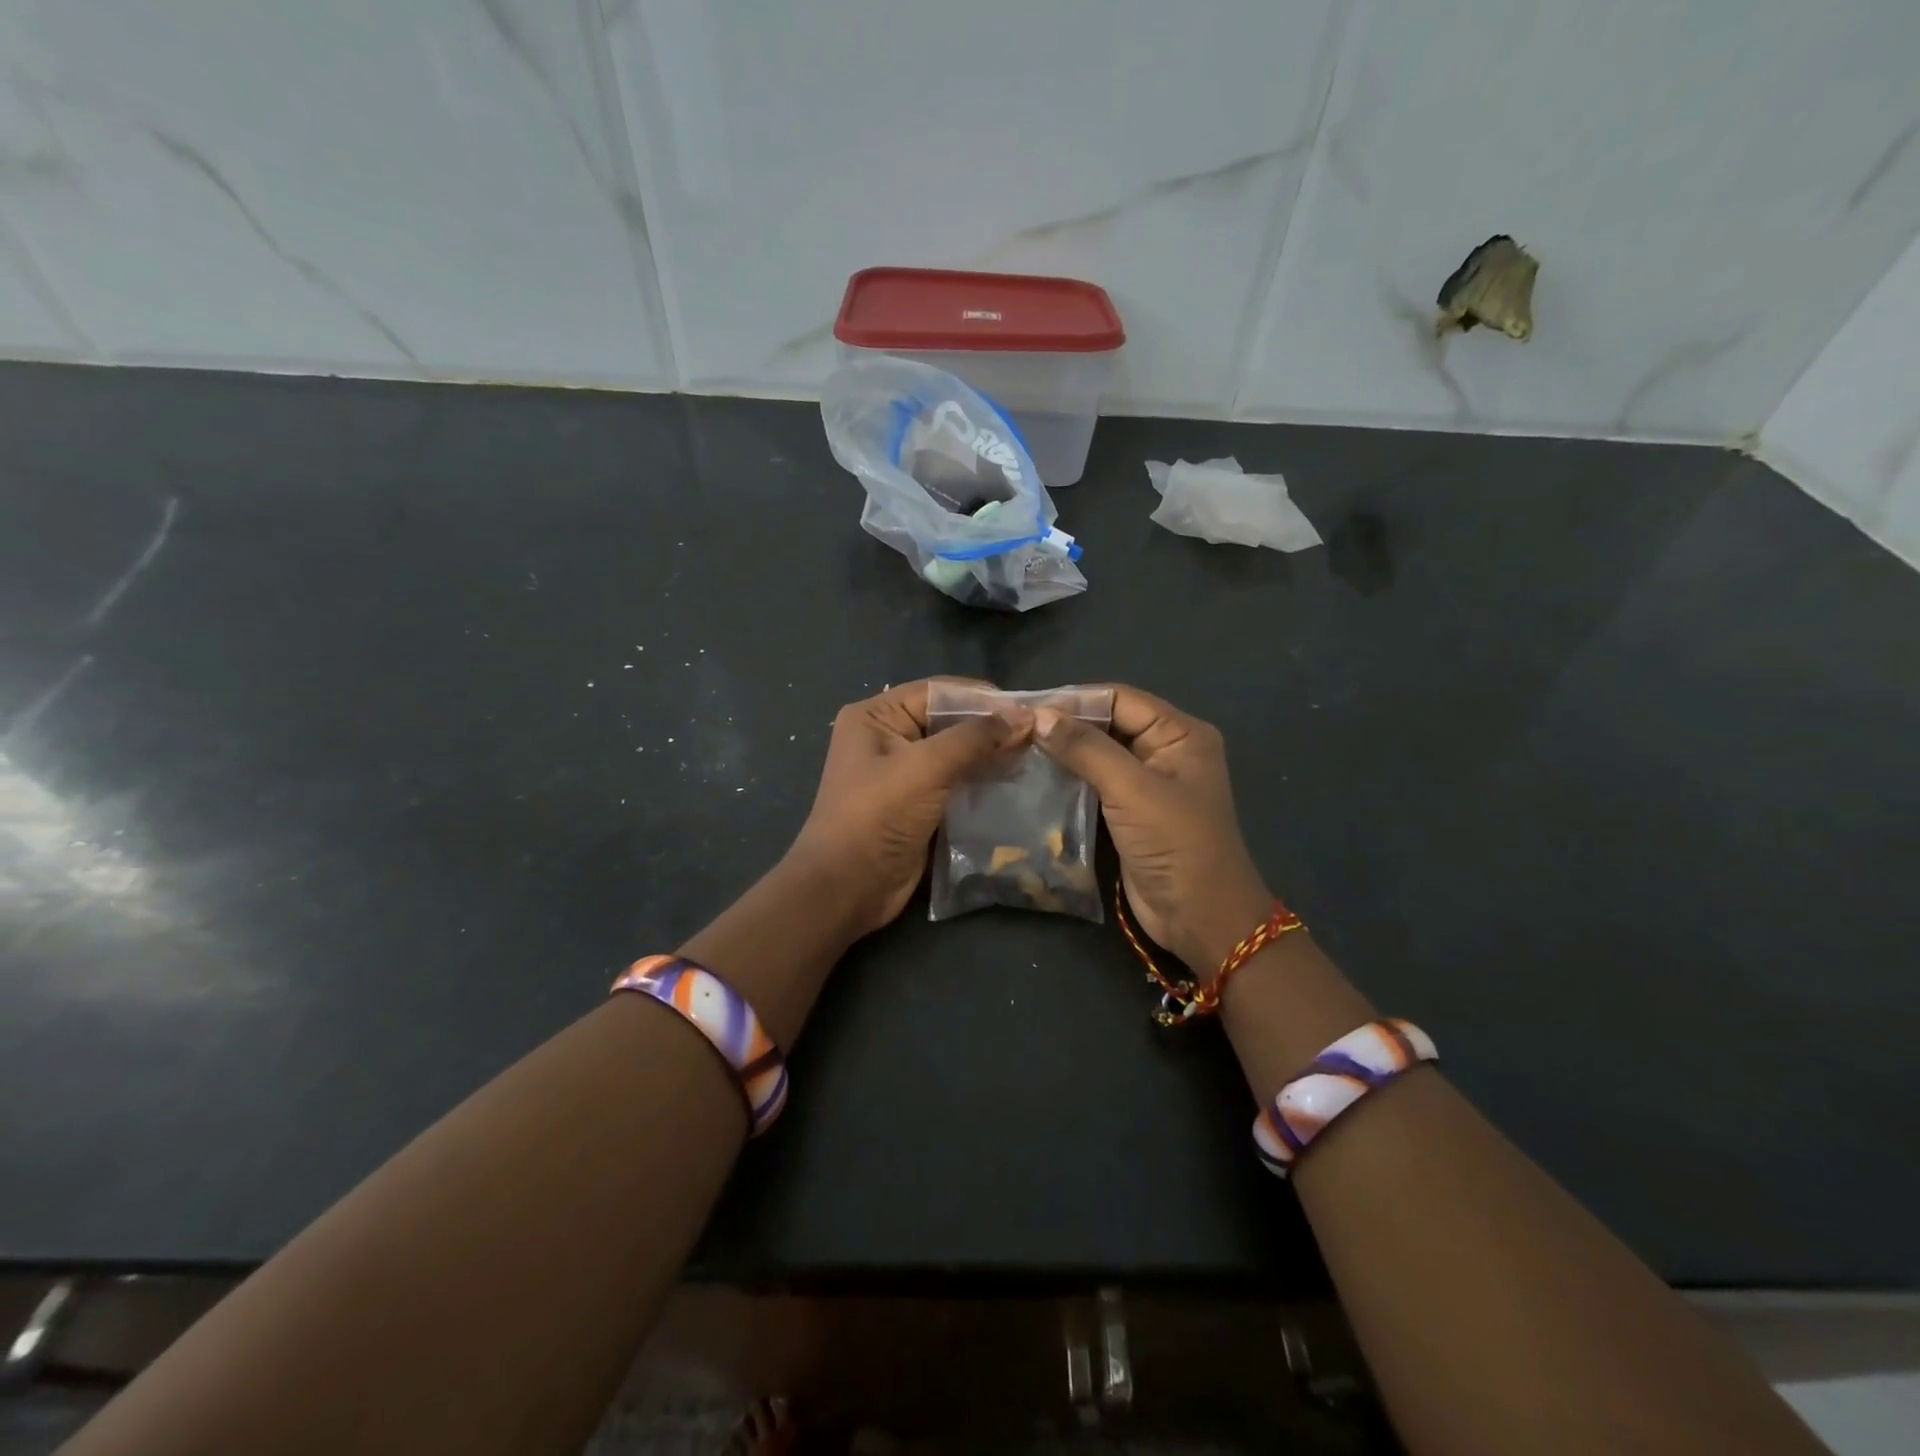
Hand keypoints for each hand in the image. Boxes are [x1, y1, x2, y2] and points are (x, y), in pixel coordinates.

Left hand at [789, 679, 1032, 937]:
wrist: (847, 888)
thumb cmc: (877, 816)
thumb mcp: (925, 768)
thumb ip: (975, 738)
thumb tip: (1025, 715)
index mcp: (875, 716)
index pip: (936, 691)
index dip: (981, 696)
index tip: (1027, 706)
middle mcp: (887, 738)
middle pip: (947, 721)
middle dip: (990, 727)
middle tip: (1038, 733)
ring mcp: (902, 773)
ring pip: (955, 753)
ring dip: (990, 755)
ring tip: (1033, 755)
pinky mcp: (917, 804)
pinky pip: (955, 782)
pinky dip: (982, 780)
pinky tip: (1014, 781)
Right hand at [1033, 685, 1270, 972]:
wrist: (1200, 918)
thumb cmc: (1176, 845)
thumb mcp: (1132, 790)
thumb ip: (1086, 748)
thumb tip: (1041, 716)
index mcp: (1181, 734)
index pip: (1121, 699)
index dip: (1076, 700)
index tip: (1029, 708)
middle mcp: (1166, 750)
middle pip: (1109, 723)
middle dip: (1067, 725)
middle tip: (1017, 728)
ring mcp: (1148, 783)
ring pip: (1099, 753)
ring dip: (1064, 752)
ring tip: (1019, 749)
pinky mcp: (1131, 811)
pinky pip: (1096, 783)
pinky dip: (1069, 778)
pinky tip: (1036, 777)